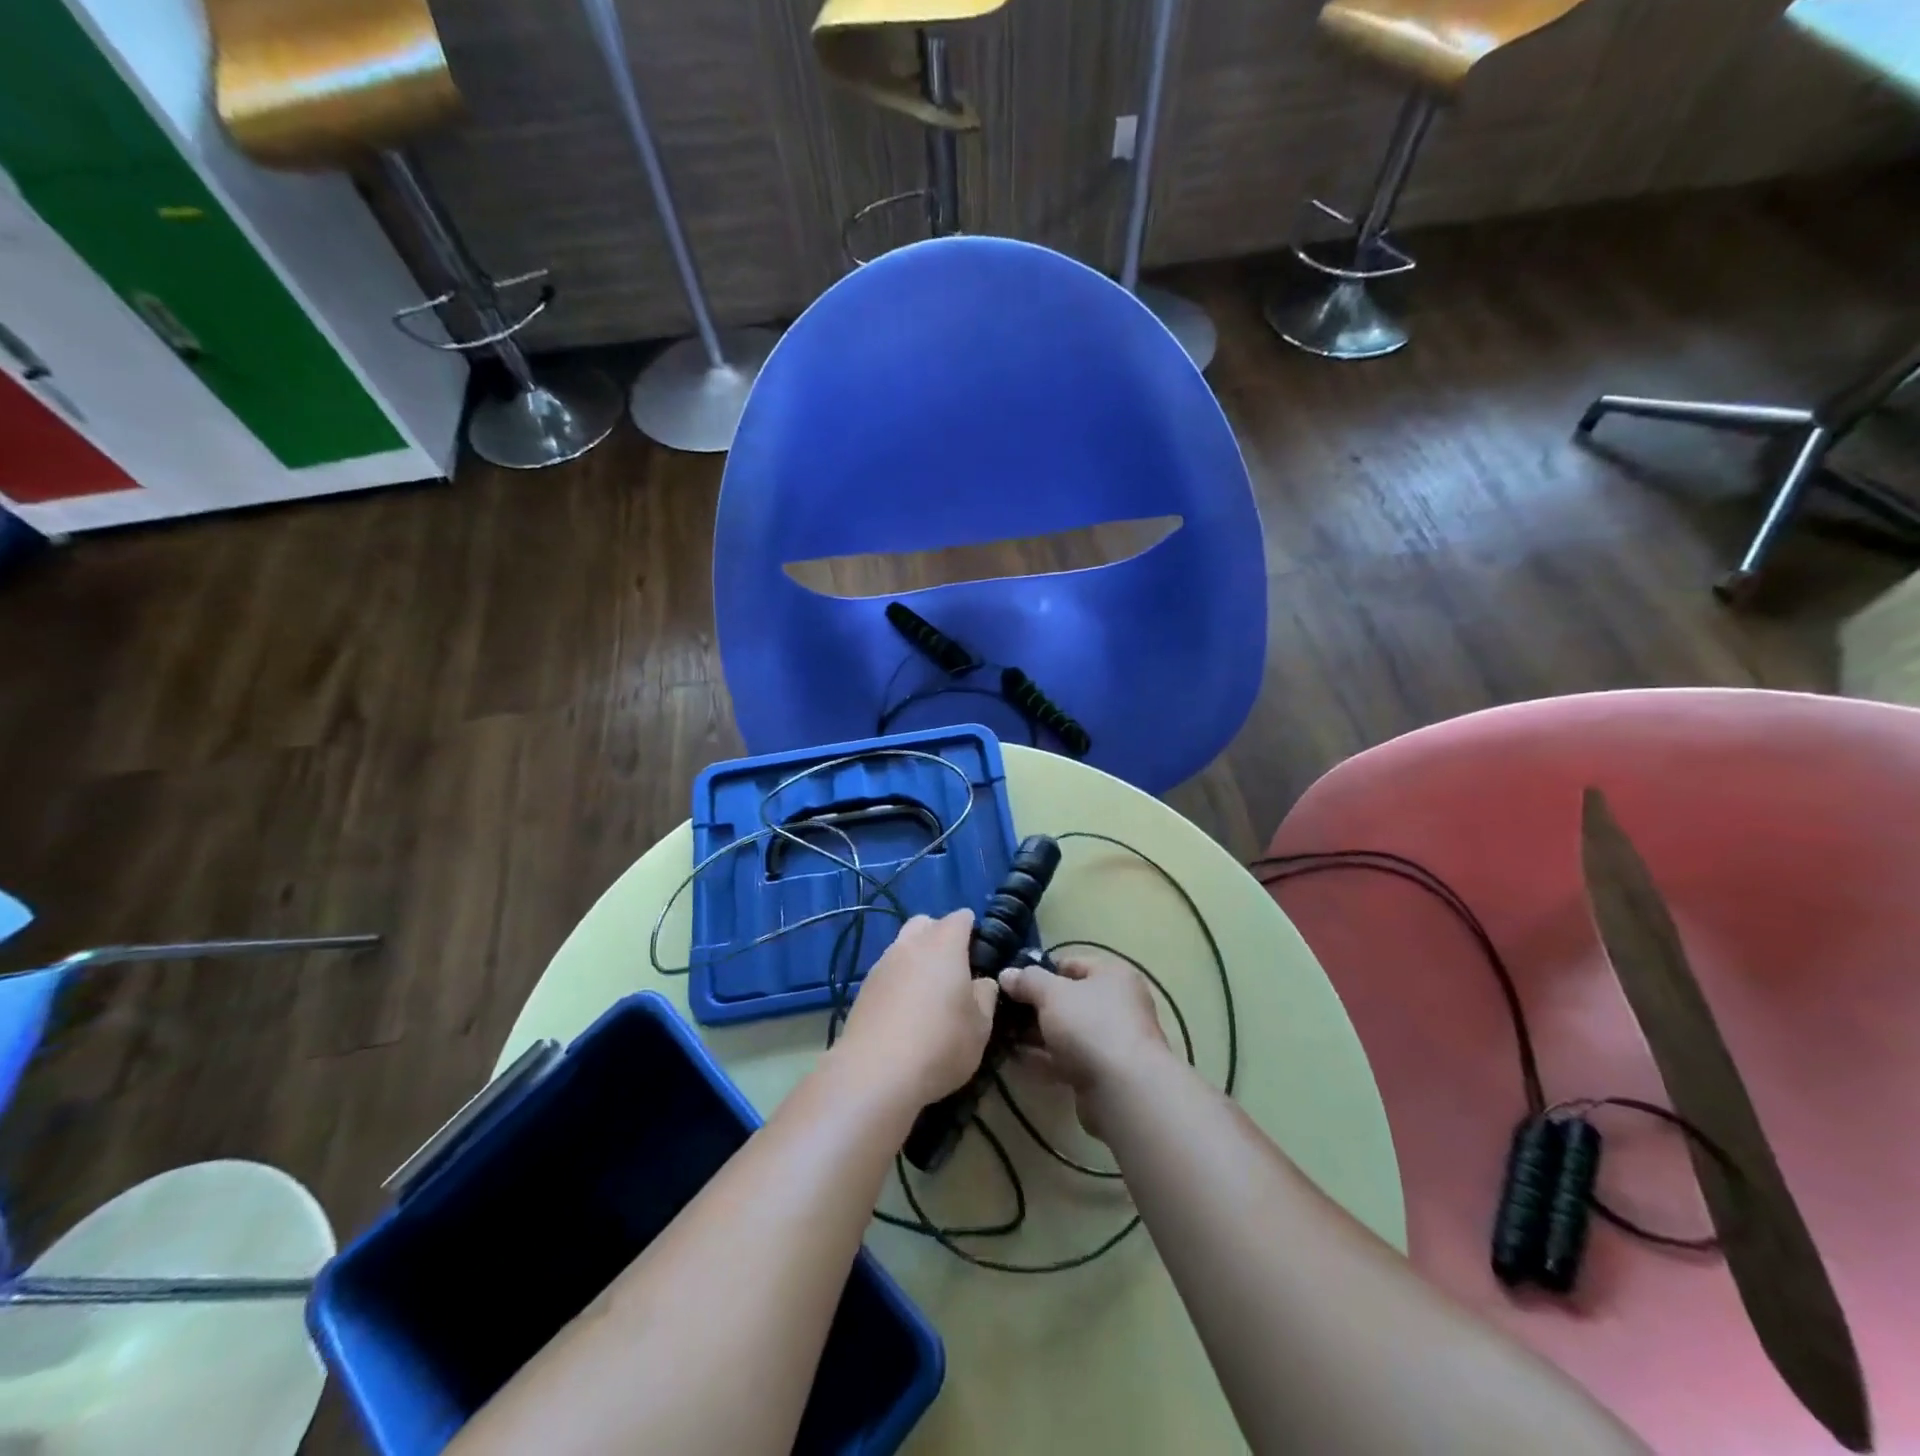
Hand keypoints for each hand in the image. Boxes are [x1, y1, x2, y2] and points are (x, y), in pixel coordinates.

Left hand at [837, 910, 998, 1108]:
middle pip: (925, 924)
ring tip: (927, 995)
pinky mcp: (863, 988)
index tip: (980, 953)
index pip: (961, 918)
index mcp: (944, 944)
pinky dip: (898, 982)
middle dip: (939, 936)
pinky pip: (887, 972)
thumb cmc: (940, 1044)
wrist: (875, 1073)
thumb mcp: (980, 1026)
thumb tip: (982, 982)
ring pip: (902, 947)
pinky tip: (904, 1013)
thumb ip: (985, 996)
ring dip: (916, 960)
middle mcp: (910, 945)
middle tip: (953, 969)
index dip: (973, 930)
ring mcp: (882, 964)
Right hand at [998, 952, 1171, 1140]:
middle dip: (1035, 1006)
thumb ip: (1027, 981)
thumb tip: (1006, 974)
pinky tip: (1016, 1058)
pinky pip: (1068, 1059)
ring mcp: (1112, 1041)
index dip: (1041, 971)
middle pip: (1068, 999)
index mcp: (1113, 976)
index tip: (1013, 982)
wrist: (1124, 1091)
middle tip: (1004, 1010)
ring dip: (1037, 1034)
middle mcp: (1118, 1005)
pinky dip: (1044, 1058)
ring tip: (1003, 1034)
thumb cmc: (1090, 1025)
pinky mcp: (1103, 1074)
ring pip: (1067, 1032)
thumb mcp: (1052, 994)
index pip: (1071, 964)